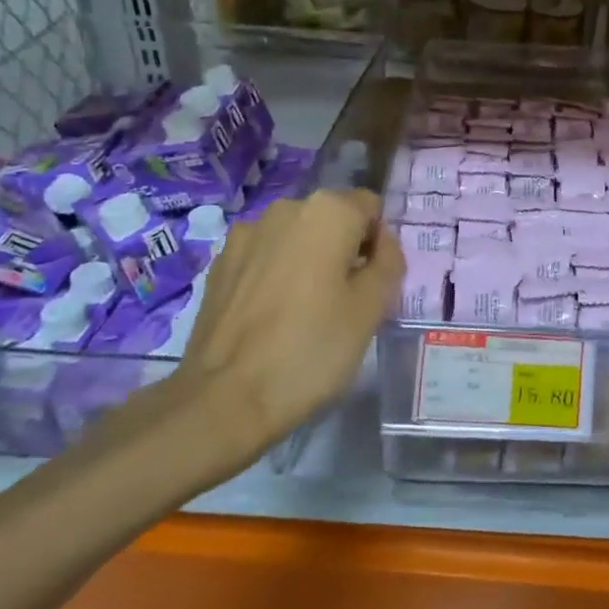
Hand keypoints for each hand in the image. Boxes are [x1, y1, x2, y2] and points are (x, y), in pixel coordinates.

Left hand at [108, 189, 402, 500]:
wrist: (223, 400)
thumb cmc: (311, 350)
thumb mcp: (372, 309)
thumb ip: (388, 263)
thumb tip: (381, 244)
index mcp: (328, 211)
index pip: (371, 208)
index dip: (379, 245)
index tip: (372, 285)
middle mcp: (285, 209)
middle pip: (332, 220)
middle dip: (344, 250)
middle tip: (345, 303)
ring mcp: (246, 234)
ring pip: (296, 239)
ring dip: (308, 262)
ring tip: (304, 312)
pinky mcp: (219, 264)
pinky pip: (265, 257)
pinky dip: (276, 275)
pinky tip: (271, 316)